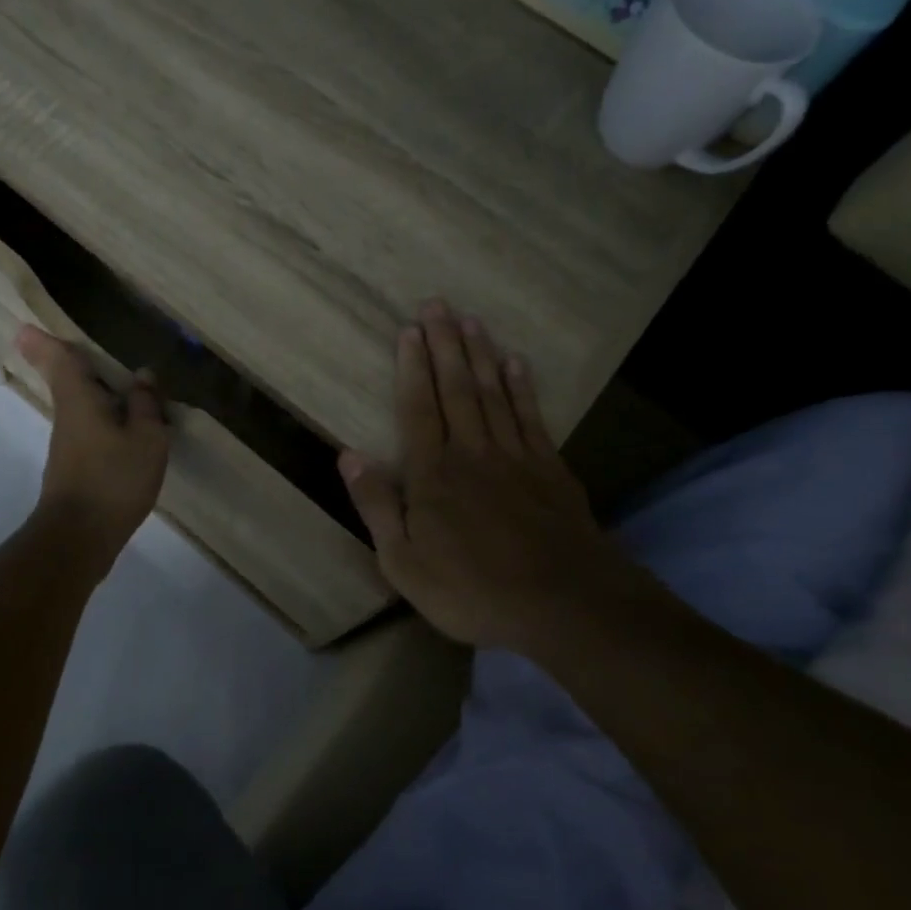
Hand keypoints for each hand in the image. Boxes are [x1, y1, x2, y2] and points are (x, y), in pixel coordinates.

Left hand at [16, 325, 169, 575]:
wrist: (79, 538)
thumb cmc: (113, 480)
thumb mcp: (146, 439)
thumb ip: (146, 405)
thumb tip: (143, 375)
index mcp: (80, 400)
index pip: (60, 361)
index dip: (46, 342)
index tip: (25, 327)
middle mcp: (68, 417)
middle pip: (66, 381)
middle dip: (66, 362)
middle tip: (68, 345)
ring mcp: (68, 445)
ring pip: (79, 407)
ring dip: (94, 393)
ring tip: (122, 386)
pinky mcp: (74, 468)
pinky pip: (89, 429)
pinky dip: (104, 420)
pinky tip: (126, 429)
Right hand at [338, 302, 652, 647]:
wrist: (563, 605)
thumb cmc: (471, 590)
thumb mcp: (403, 562)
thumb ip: (376, 505)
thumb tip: (348, 455)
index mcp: (432, 474)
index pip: (418, 408)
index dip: (411, 367)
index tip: (409, 329)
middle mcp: (472, 452)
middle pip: (456, 389)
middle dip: (445, 344)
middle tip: (438, 304)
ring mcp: (515, 457)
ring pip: (493, 394)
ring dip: (480, 355)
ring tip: (471, 320)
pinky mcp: (550, 469)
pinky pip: (531, 417)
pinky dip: (522, 387)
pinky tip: (516, 363)